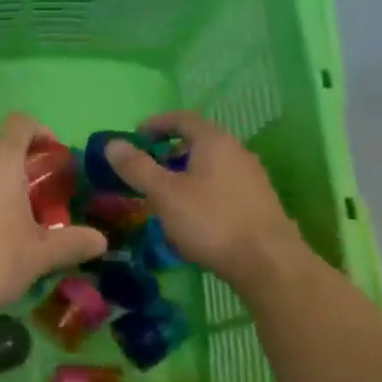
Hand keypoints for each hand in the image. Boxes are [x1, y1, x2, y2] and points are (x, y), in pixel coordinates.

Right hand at [103, 112, 315, 294]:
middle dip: (169, 152)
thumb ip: (137, 167)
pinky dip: (202, 191)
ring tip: (166, 197)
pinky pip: (223, 186)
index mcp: (214, 141)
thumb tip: (112, 144)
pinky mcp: (259, 203)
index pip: (182, 118)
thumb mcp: (164, 194)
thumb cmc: (211, 221)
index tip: (136, 136)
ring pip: (211, 166)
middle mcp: (237, 152)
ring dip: (185, 174)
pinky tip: (193, 218)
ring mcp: (252, 178)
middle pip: (198, 142)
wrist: (269, 264)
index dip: (156, 123)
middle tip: (147, 170)